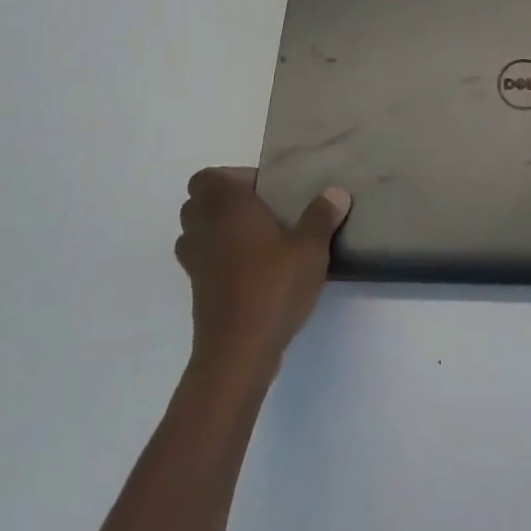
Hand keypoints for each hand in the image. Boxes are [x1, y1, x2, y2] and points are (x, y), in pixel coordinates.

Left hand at [175, 168, 351, 372]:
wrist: (237, 353)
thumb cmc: (272, 288)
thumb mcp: (309, 248)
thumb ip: (321, 217)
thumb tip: (335, 192)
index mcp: (227, 208)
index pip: (207, 177)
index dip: (231, 177)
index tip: (264, 189)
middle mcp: (204, 229)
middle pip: (197, 202)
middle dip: (223, 201)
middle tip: (261, 210)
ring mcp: (196, 263)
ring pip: (195, 232)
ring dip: (216, 229)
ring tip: (255, 237)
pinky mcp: (198, 292)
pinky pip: (202, 261)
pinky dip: (218, 257)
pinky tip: (251, 269)